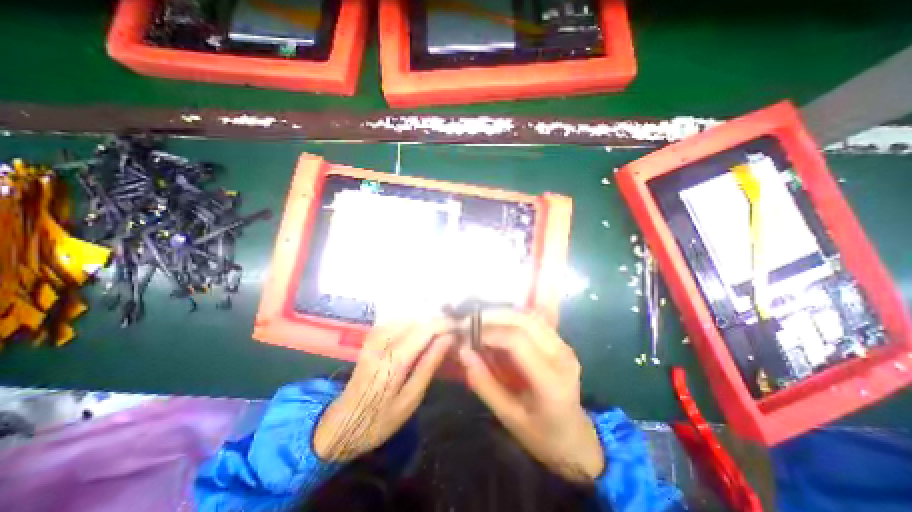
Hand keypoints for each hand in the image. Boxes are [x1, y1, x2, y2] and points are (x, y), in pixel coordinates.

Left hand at [317, 323, 453, 461]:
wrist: (340, 424)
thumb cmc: (379, 420)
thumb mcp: (411, 399)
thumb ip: (429, 365)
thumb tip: (448, 339)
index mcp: (393, 360)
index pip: (425, 329)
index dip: (445, 324)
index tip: (461, 328)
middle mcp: (382, 342)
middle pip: (418, 320)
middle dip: (438, 323)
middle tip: (452, 334)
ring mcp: (374, 337)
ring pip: (408, 318)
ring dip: (426, 323)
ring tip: (440, 334)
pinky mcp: (371, 337)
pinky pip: (397, 321)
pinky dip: (413, 324)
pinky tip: (420, 334)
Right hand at [456, 311, 604, 481]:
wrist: (576, 438)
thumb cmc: (541, 435)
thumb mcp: (508, 417)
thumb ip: (484, 383)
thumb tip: (463, 351)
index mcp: (551, 381)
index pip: (517, 341)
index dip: (489, 332)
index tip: (466, 334)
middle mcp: (562, 356)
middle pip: (525, 321)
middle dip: (494, 316)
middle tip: (469, 322)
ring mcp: (564, 346)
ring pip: (530, 315)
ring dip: (503, 313)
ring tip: (480, 320)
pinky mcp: (561, 342)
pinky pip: (535, 319)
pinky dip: (513, 316)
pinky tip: (498, 321)